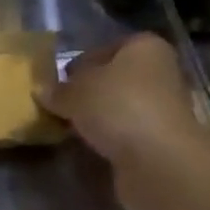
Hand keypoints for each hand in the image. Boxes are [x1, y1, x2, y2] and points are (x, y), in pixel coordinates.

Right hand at [40, 34, 209, 209]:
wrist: (159, 162)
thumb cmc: (118, 106)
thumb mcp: (74, 92)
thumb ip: (57, 90)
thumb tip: (42, 91)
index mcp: (145, 47)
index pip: (107, 47)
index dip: (82, 62)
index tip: (61, 80)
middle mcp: (161, 73)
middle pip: (117, 78)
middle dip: (92, 91)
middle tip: (62, 104)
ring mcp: (166, 110)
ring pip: (123, 107)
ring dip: (101, 117)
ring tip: (71, 127)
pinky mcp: (164, 142)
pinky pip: (129, 134)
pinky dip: (112, 139)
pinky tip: (91, 146)